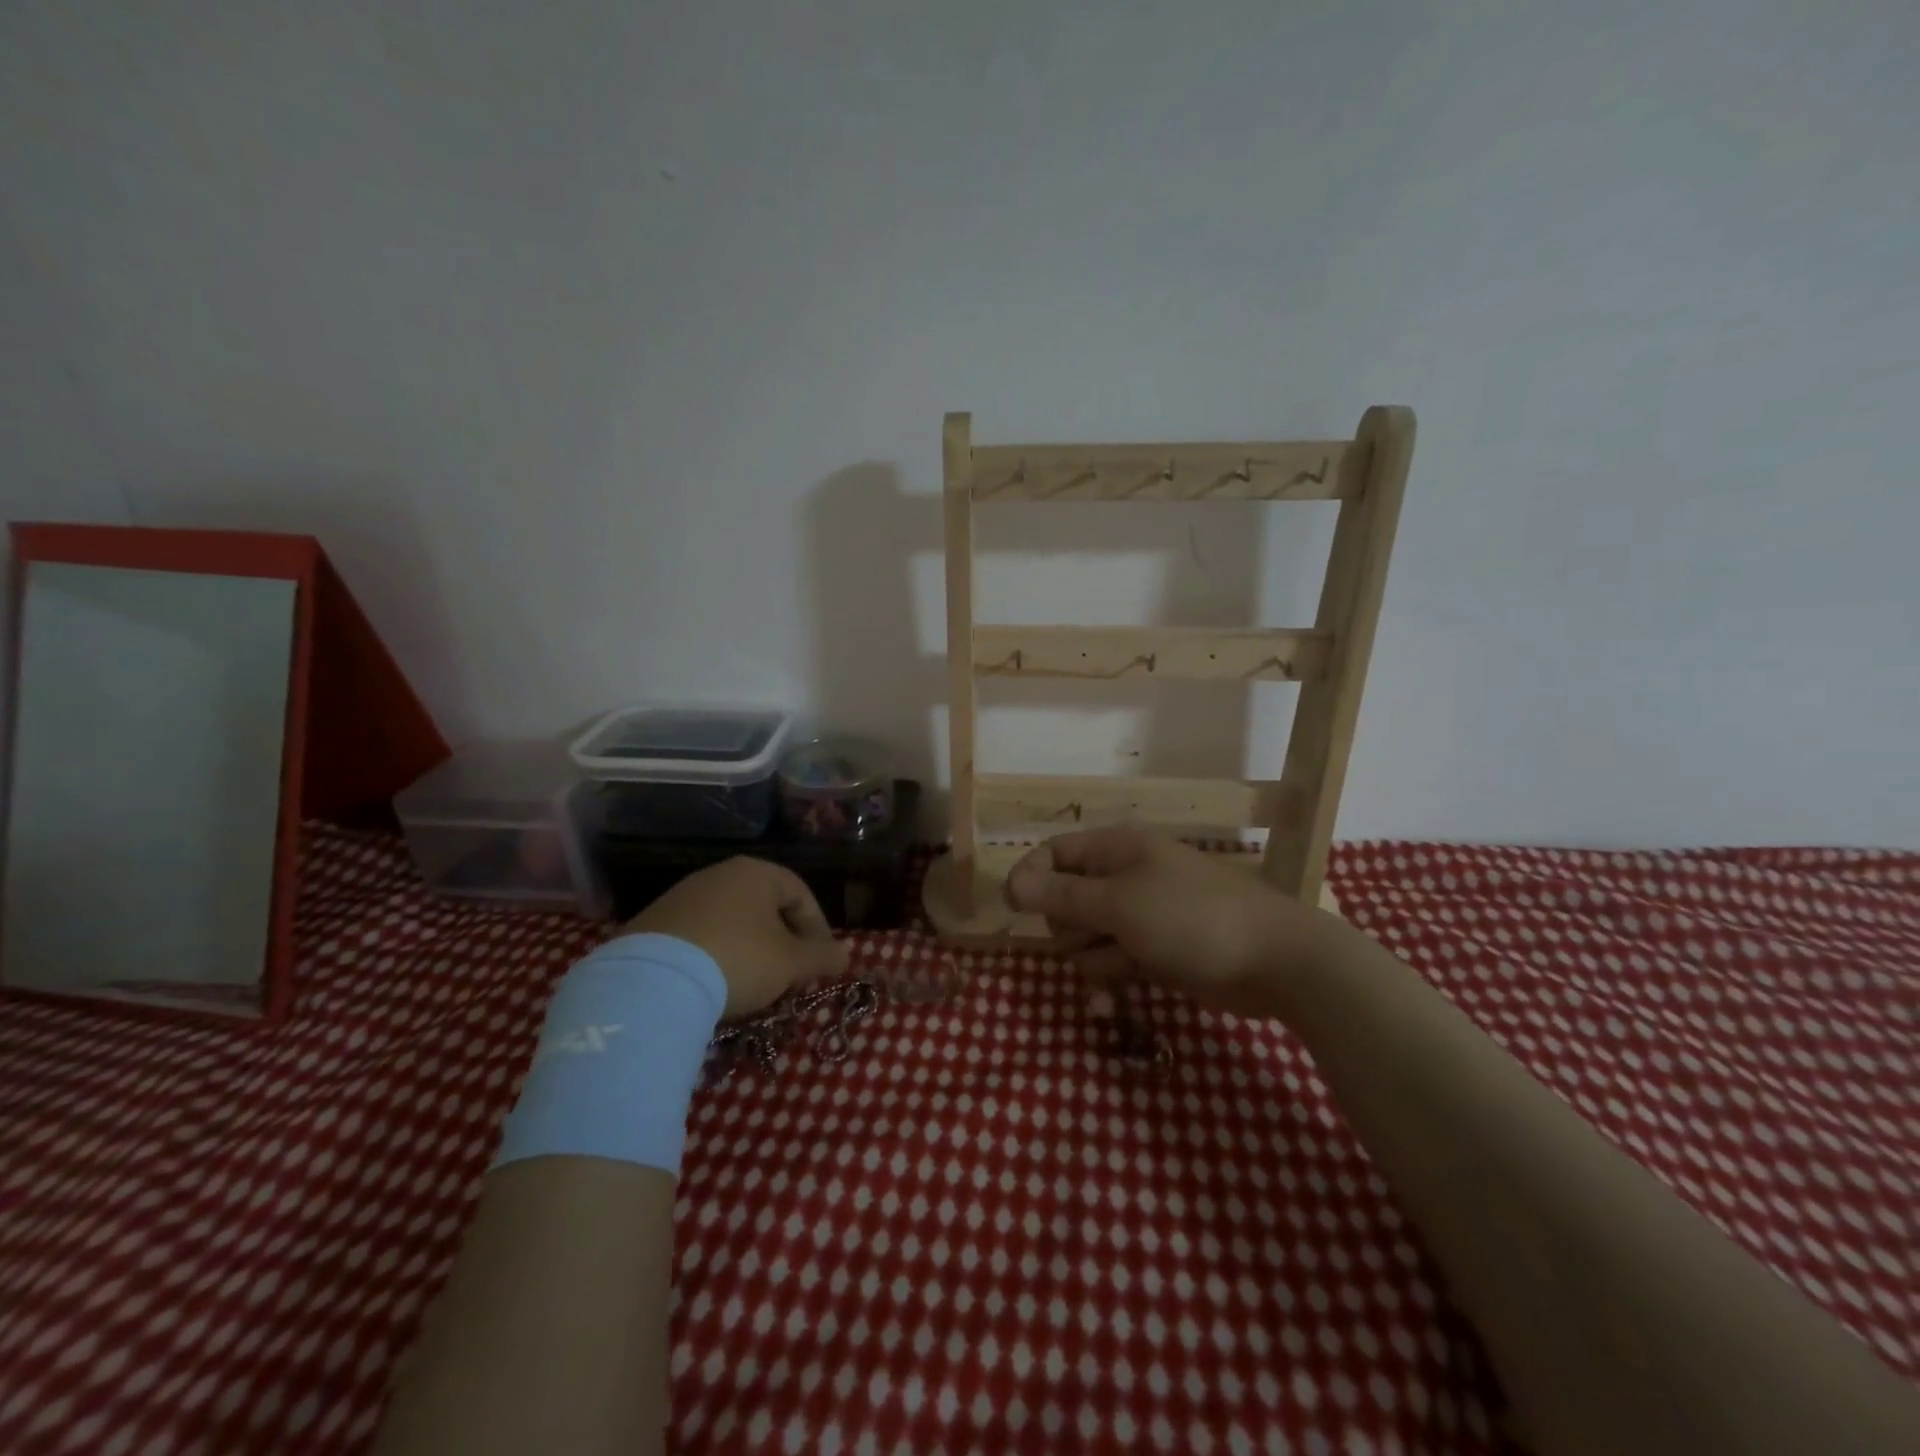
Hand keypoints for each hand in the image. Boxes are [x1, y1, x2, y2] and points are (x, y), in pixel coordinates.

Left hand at [626, 858, 846, 1016]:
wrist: (653, 981)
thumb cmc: (739, 959)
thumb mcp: (791, 963)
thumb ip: (822, 956)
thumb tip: (846, 955)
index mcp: (756, 873)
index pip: (801, 895)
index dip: (818, 930)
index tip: (820, 963)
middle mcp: (719, 874)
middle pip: (764, 907)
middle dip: (782, 942)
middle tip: (789, 976)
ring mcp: (681, 896)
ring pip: (730, 922)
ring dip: (748, 950)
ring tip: (751, 986)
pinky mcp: (652, 923)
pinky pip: (698, 937)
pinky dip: (713, 957)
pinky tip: (712, 987)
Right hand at [1005, 826, 1346, 1019]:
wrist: (1276, 963)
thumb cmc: (1192, 919)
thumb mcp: (1119, 905)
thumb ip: (1061, 896)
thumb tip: (1010, 883)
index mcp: (1117, 849)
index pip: (1055, 853)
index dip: (1032, 876)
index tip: (1014, 908)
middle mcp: (1125, 877)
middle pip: (1066, 900)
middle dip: (1071, 926)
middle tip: (1099, 935)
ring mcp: (1141, 916)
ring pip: (1087, 937)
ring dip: (1095, 959)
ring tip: (1126, 965)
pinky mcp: (1154, 951)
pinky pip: (1113, 962)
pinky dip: (1109, 982)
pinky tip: (1109, 1008)